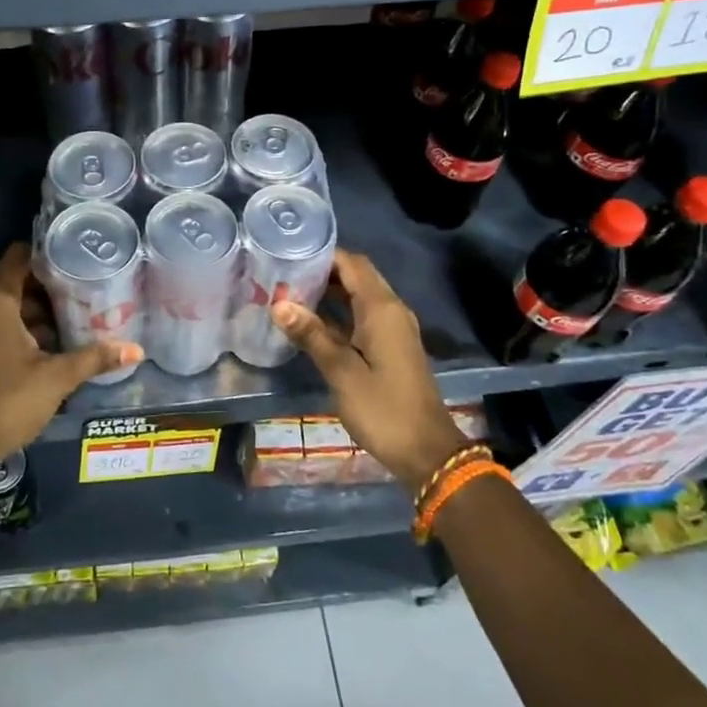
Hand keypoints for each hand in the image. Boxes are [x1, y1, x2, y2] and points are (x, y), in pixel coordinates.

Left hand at [0, 243, 141, 463]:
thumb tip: (137, 350)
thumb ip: (95, 357)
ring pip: (3, 303)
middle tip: (83, 294)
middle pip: (14, 279)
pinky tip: (45, 344)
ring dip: (33, 310)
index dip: (49, 255)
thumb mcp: (57, 377)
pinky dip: (15, 326)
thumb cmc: (9, 400)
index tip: (78, 263)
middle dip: (47, 287)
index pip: (21, 256)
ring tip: (71, 320)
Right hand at [270, 250, 467, 492]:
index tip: (289, 254)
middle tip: (282, 274)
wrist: (427, 452)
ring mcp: (393, 330)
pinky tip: (311, 324)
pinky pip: (362, 317)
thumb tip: (279, 304)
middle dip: (322, 272)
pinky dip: (339, 314)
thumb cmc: (383, 408)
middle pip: (356, 276)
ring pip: (358, 297)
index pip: (352, 263)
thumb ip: (311, 334)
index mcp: (382, 309)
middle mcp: (391, 311)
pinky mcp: (391, 348)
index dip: (323, 255)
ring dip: (329, 293)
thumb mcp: (341, 372)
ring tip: (289, 294)